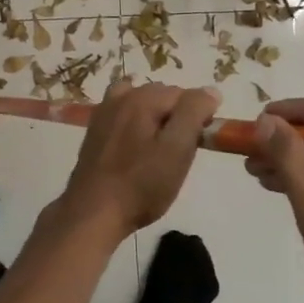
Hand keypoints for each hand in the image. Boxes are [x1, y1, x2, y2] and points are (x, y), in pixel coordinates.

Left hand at [58, 79, 220, 238]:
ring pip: (142, 103)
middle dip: (176, 117)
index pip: (185, 95)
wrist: (93, 211)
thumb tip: (210, 91)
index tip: (198, 144)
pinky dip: (135, 121)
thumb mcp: (176, 150)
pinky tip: (136, 145)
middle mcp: (121, 96)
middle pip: (162, 96)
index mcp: (142, 98)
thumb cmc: (141, 185)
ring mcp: (104, 112)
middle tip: (180, 152)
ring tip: (158, 149)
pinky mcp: (95, 129)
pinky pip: (123, 113)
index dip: (198, 117)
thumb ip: (193, 114)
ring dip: (155, 118)